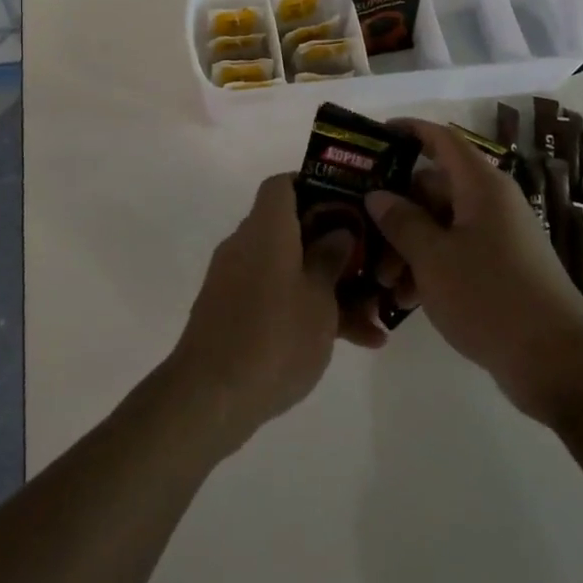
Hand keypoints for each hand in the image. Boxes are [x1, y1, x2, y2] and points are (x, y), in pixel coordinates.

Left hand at [165, 173, 383, 454]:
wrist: (210, 397)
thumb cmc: (274, 337)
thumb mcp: (319, 299)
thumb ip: (331, 259)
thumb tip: (338, 231)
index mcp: (266, 229)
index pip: (283, 185)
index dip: (316, 186)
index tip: (349, 205)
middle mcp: (246, 245)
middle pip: (292, 229)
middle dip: (334, 247)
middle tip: (371, 266)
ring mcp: (236, 281)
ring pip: (290, 269)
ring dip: (329, 288)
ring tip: (373, 320)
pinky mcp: (233, 314)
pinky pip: (277, 298)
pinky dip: (307, 311)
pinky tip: (351, 343)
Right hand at [367, 121, 582, 418]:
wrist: (557, 361)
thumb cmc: (490, 296)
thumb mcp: (433, 258)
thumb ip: (401, 222)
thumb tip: (377, 194)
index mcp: (480, 186)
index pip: (441, 140)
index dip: (408, 131)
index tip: (374, 137)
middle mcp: (491, 203)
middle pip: (433, 189)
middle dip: (396, 213)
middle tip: (364, 241)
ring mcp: (498, 237)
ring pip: (440, 226)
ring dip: (408, 247)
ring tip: (384, 284)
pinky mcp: (500, 270)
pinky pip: (455, 254)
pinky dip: (429, 268)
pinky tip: (406, 300)